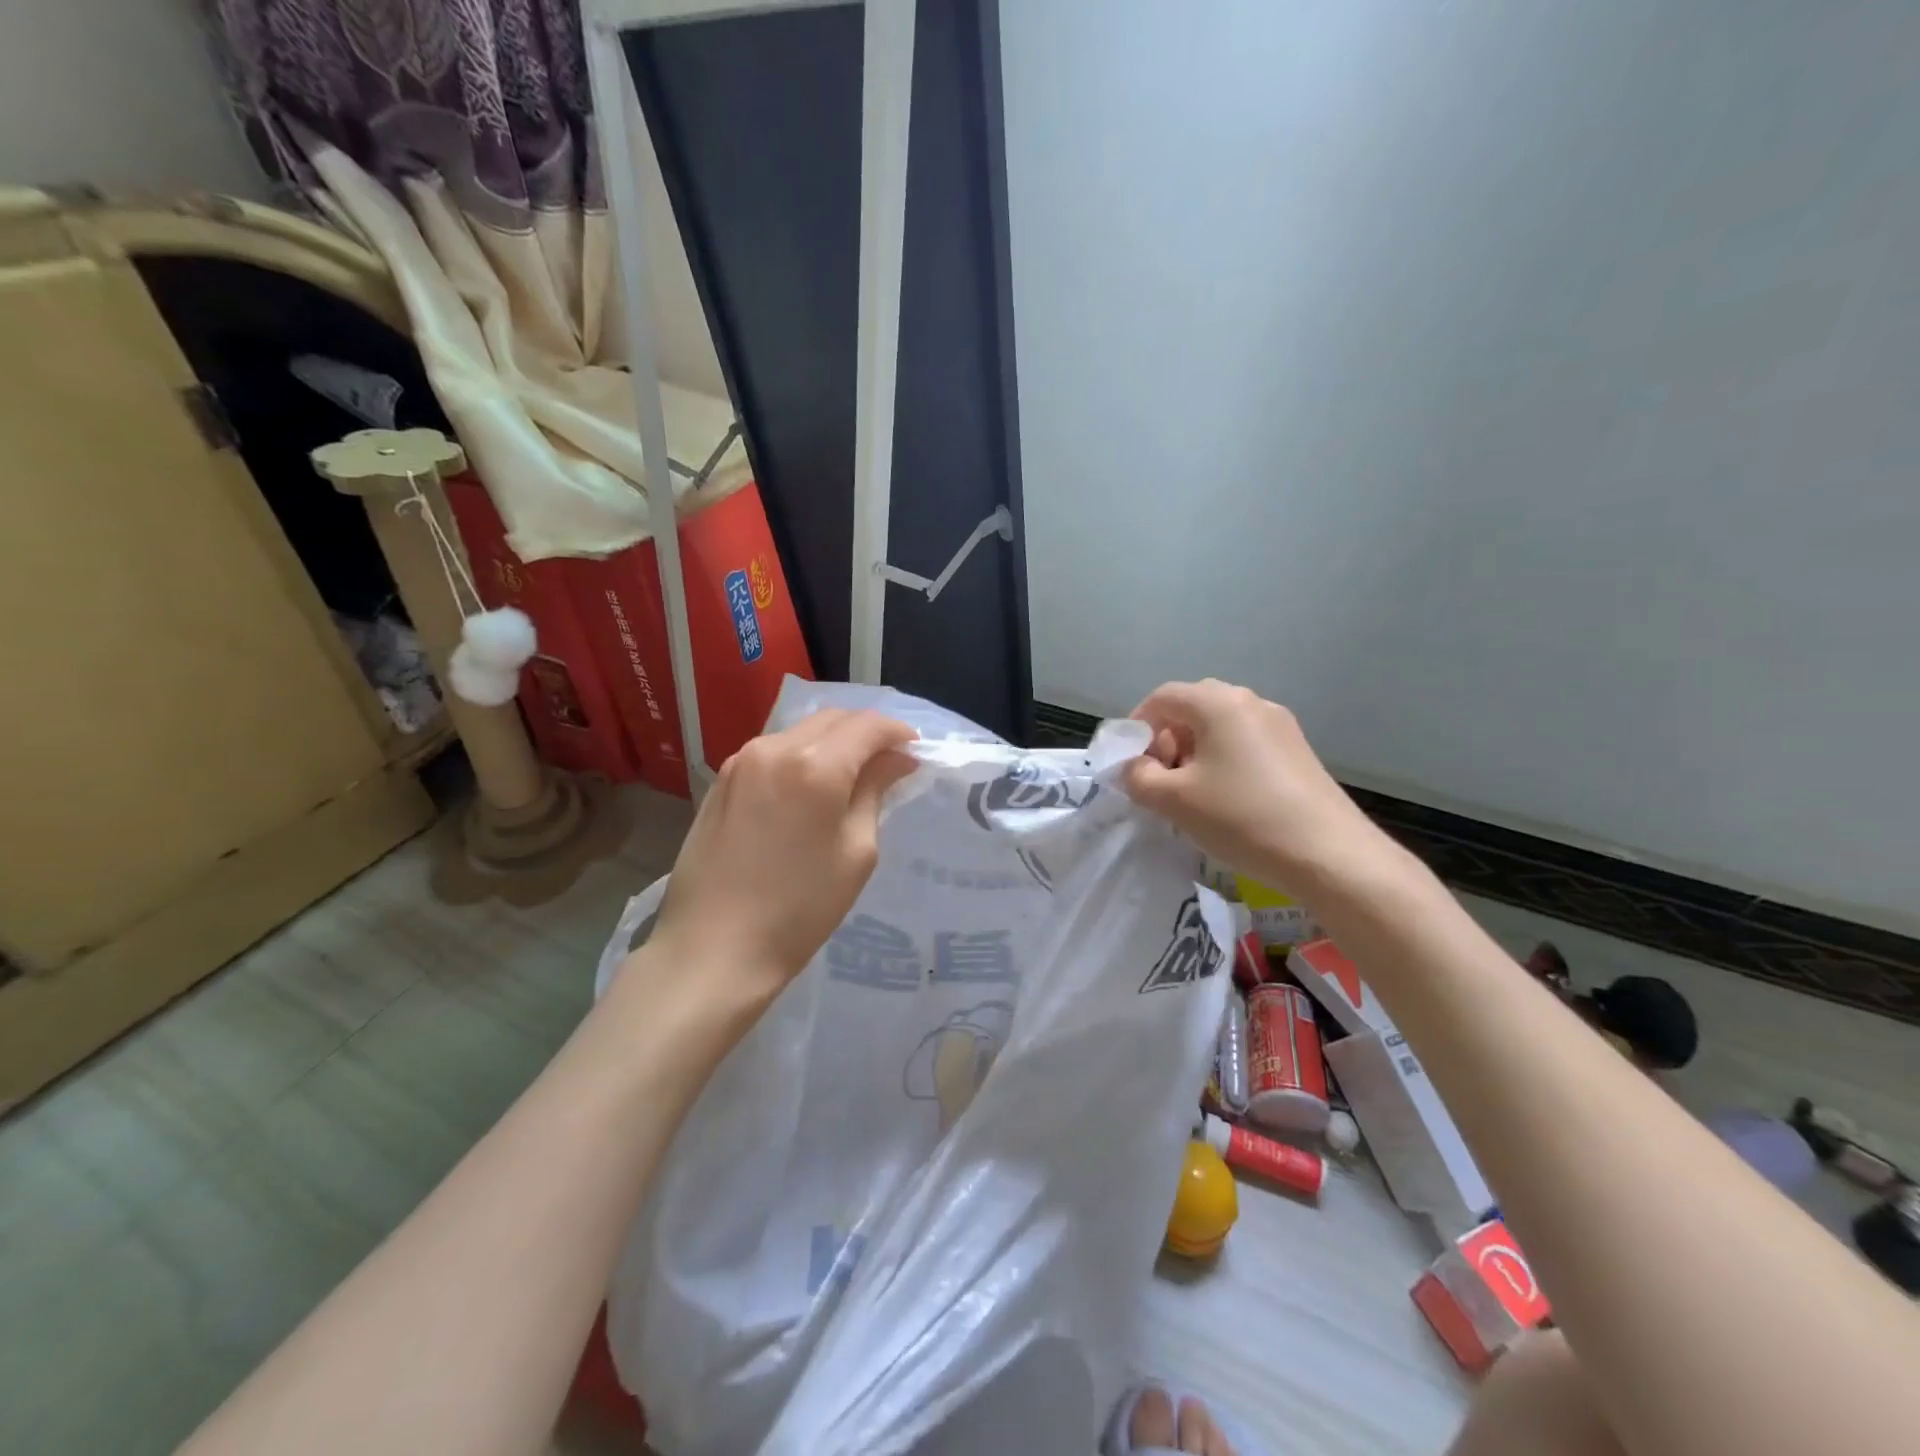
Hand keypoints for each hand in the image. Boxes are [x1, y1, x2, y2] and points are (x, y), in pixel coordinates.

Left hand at [643, 708, 917, 1015]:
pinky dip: (801, 756)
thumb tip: (896, 760)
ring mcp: (741, 762)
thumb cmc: (799, 910)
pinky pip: (772, 752)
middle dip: (865, 732)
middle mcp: (775, 749)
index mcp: (815, 766)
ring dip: (832, 742)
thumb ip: (875, 792)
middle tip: (888, 762)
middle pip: (832, 718)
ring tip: (851, 775)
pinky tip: (808, 788)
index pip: (867, 726)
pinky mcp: (721, 781)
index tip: (915, 751)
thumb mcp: (856, 852)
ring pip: (800, 731)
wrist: (713, 949)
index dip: (897, 733)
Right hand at [1122, 679, 1397, 901]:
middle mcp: (1250, 702)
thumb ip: (1139, 776)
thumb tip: (1136, 767)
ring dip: (1194, 753)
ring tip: (1191, 795)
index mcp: (1218, 703)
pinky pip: (1245, 744)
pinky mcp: (1297, 751)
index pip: (1162, 698)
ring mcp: (1280, 725)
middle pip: (1192, 708)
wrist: (1328, 854)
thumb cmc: (1241, 817)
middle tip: (1161, 780)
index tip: (1131, 764)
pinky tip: (1225, 800)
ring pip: (1220, 727)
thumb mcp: (1173, 800)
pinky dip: (1223, 762)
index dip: (1138, 727)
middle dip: (1167, 740)